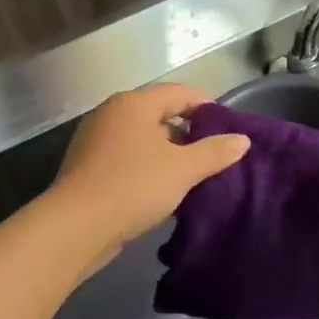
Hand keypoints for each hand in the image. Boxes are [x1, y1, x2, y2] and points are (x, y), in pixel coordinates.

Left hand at [48, 84, 250, 253]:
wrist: (77, 226)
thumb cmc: (134, 186)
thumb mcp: (183, 169)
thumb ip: (215, 152)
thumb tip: (242, 140)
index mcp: (134, 104)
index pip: (179, 93)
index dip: (206, 106)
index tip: (228, 129)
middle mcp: (111, 114)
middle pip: (159, 115)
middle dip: (188, 133)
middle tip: (214, 156)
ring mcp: (96, 141)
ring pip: (143, 140)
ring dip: (169, 155)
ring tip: (194, 177)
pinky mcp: (88, 168)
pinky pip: (128, 160)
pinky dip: (148, 170)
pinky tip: (164, 193)